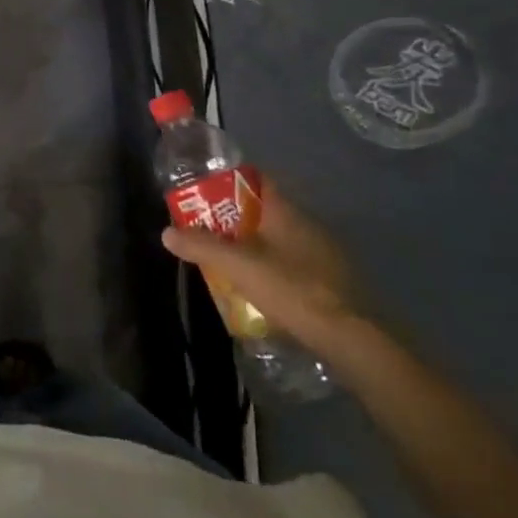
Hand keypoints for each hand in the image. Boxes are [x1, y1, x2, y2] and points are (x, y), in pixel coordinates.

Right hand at [163, 183, 364, 354]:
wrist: (350, 336)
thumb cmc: (291, 288)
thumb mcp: (237, 266)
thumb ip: (202, 246)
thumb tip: (167, 232)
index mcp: (286, 212)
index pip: (258, 181)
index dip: (231, 183)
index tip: (207, 195)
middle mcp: (308, 224)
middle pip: (266, 212)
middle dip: (237, 220)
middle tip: (210, 233)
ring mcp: (324, 253)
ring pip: (281, 240)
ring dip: (256, 247)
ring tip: (230, 264)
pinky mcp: (333, 281)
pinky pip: (295, 264)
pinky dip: (276, 269)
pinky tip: (262, 289)